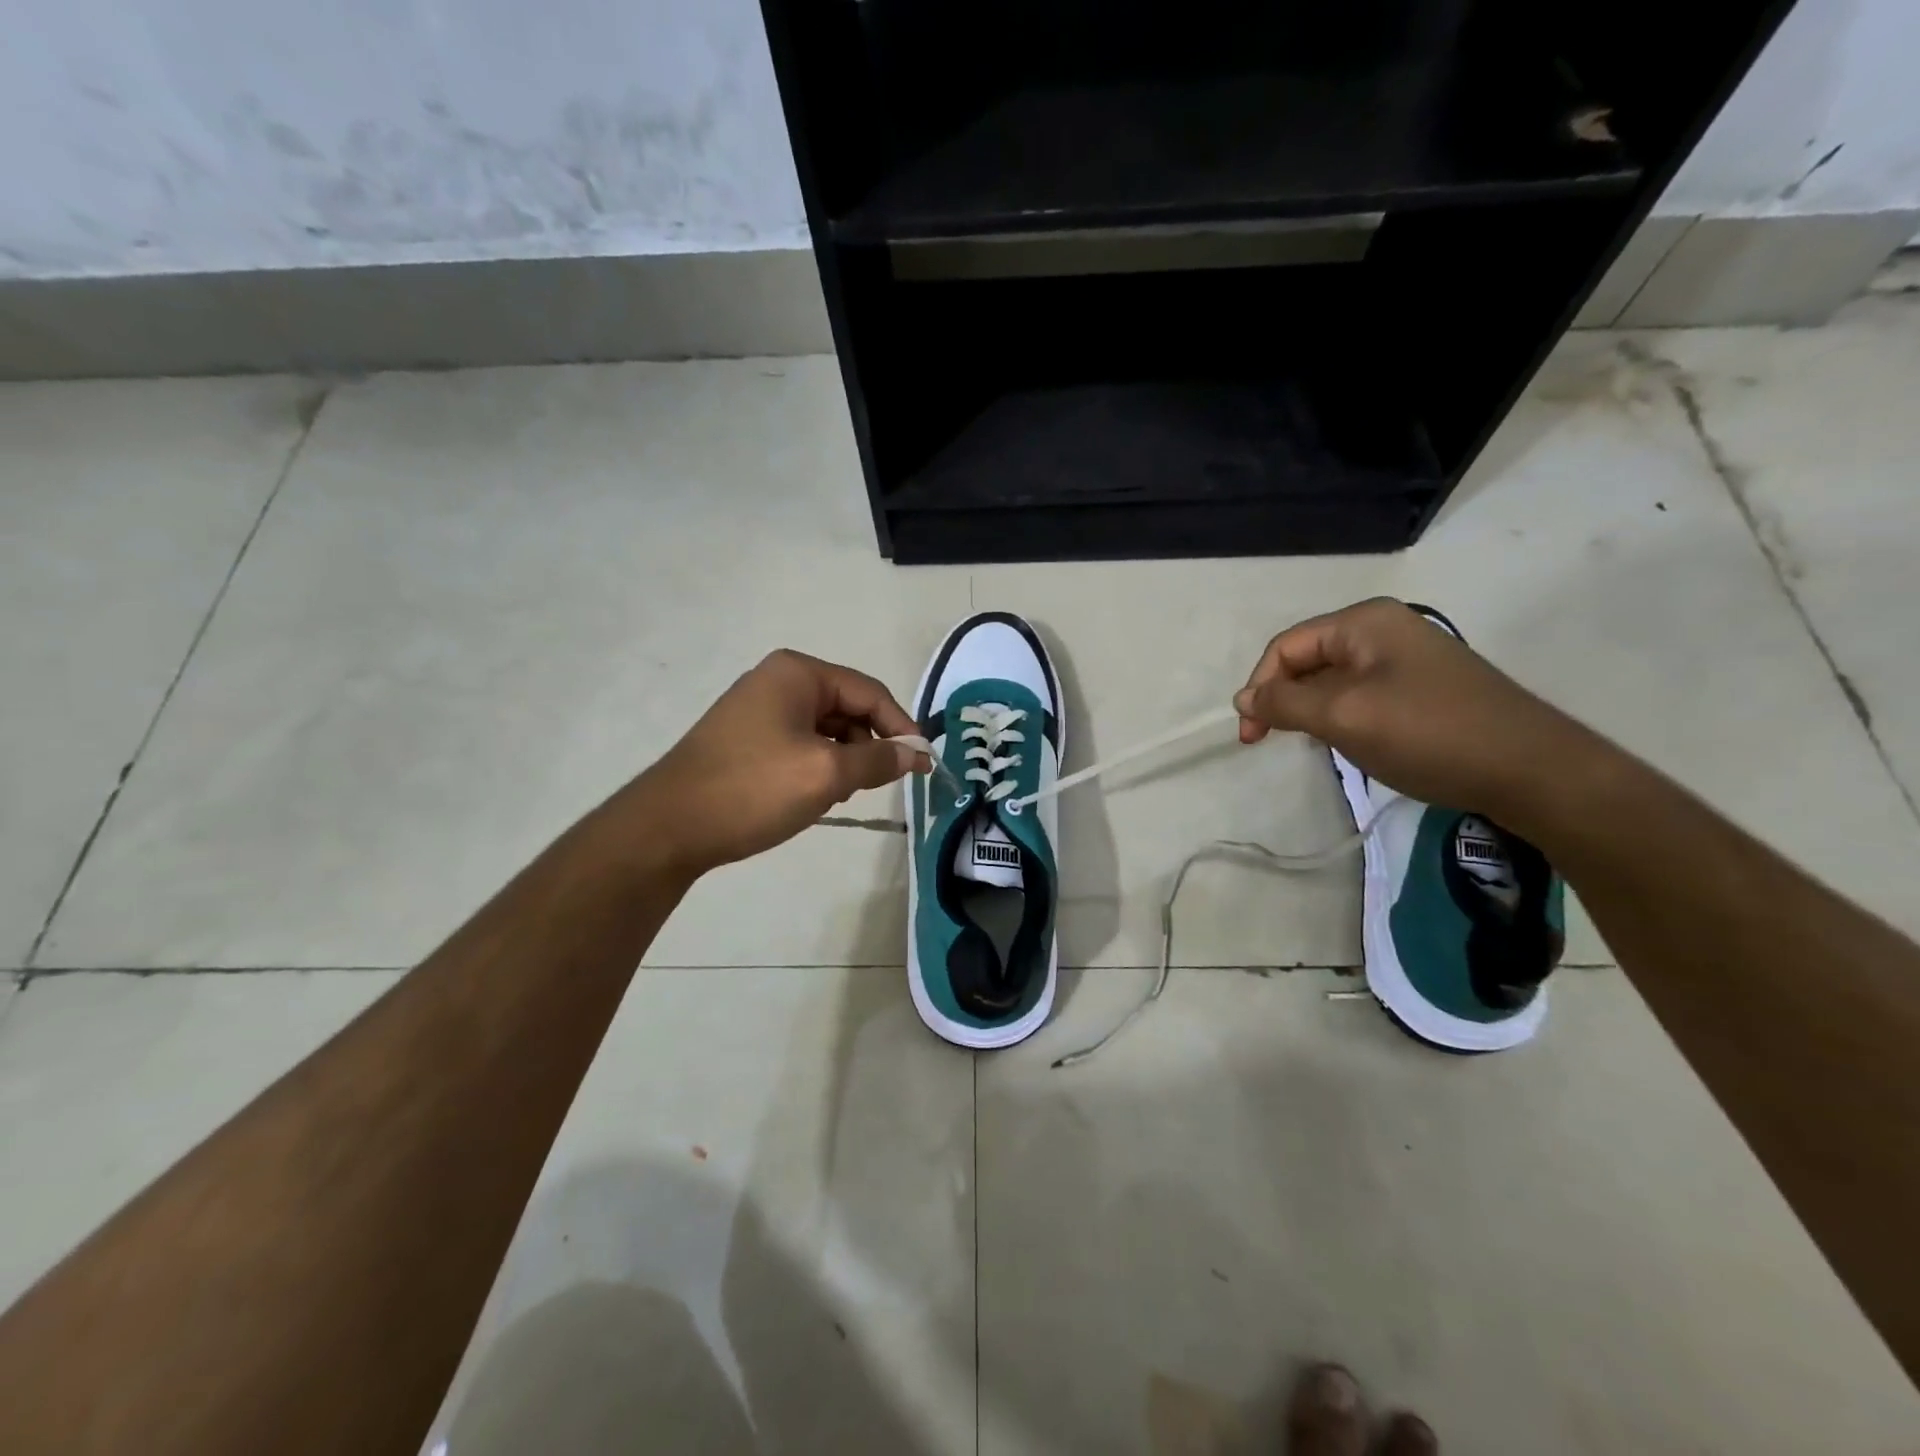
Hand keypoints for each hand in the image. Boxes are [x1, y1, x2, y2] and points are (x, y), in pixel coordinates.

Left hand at [630, 650, 923, 875]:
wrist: (669, 828)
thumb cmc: (753, 790)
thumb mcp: (826, 773)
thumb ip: (878, 760)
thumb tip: (916, 755)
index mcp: (798, 673)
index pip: (869, 693)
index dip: (902, 728)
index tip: (924, 766)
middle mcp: (778, 681)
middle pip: (848, 709)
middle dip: (867, 746)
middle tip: (874, 786)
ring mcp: (759, 709)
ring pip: (826, 730)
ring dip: (842, 761)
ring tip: (836, 796)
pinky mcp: (747, 738)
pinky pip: (801, 744)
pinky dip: (817, 767)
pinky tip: (811, 797)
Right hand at [1233, 598, 1600, 819]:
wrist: (1530, 769)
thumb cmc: (1427, 733)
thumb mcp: (1343, 716)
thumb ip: (1284, 704)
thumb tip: (1242, 699)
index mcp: (1364, 622)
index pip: (1286, 647)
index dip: (1260, 688)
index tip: (1251, 736)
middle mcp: (1383, 630)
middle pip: (1308, 661)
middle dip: (1284, 700)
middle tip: (1273, 742)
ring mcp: (1406, 658)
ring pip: (1333, 681)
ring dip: (1312, 712)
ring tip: (1314, 745)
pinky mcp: (1422, 688)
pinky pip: (1361, 695)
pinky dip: (1342, 718)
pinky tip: (1349, 744)